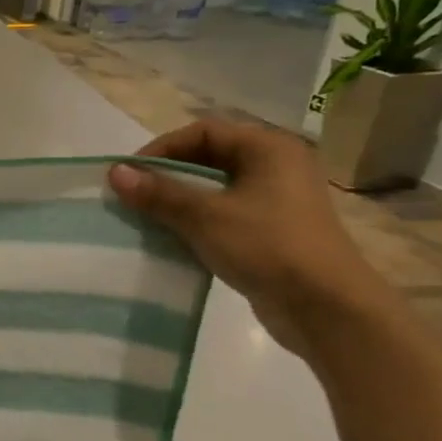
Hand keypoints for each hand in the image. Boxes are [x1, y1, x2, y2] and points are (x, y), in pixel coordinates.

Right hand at [107, 119, 392, 354]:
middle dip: (167, 175)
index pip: (202, 132)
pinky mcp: (272, 230)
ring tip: (146, 217)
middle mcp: (276, 166)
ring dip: (178, 200)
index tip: (129, 175)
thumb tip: (115, 172)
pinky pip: (224, 214)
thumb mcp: (205, 217)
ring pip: (214, 188)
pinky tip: (173, 238)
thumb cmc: (266, 247)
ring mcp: (277, 200)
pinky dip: (196, 221)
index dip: (161, 149)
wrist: (326, 308)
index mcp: (268, 149)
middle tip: (133, 196)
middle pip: (208, 158)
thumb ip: (159, 192)